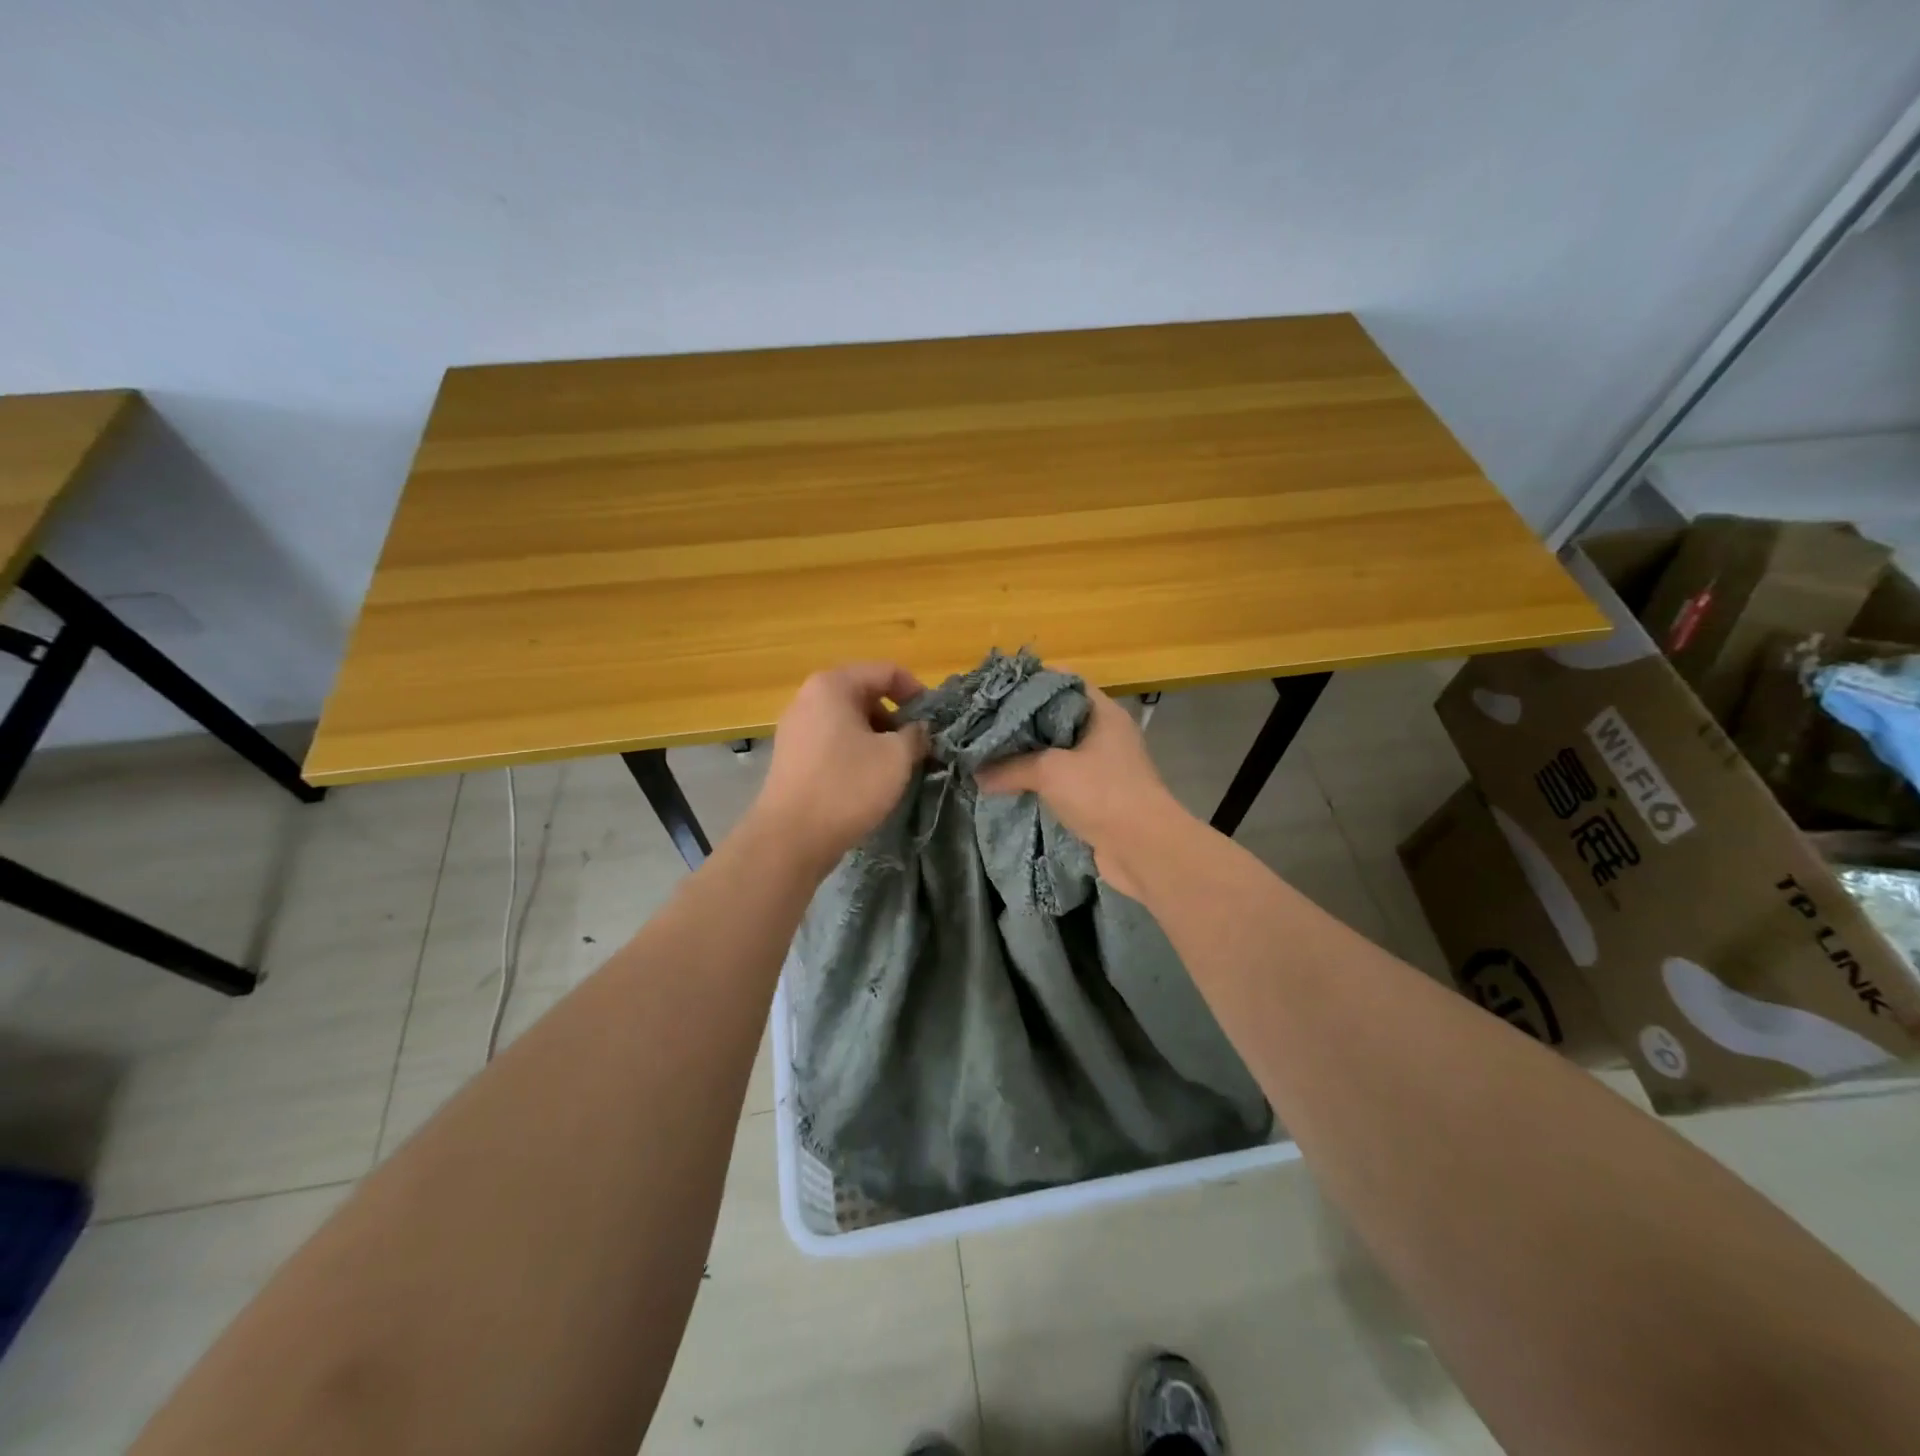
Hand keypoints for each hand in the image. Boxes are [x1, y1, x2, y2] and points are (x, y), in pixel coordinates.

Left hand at [749, 662, 929, 872]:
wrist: (791, 838)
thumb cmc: (847, 787)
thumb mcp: (896, 757)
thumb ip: (916, 734)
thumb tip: (919, 729)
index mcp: (833, 685)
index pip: (887, 671)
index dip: (917, 692)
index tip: (934, 721)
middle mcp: (809, 697)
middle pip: (866, 693)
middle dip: (896, 717)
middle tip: (918, 746)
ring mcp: (796, 727)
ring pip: (850, 720)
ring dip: (878, 737)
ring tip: (897, 766)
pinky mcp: (792, 755)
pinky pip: (833, 741)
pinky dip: (856, 751)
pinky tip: (869, 779)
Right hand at [975, 683, 1189, 897]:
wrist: (1143, 849)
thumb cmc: (1101, 793)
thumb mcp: (1050, 772)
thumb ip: (1010, 767)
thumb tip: (976, 774)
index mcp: (1102, 712)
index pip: (1062, 681)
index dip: (1029, 682)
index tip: (995, 690)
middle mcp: (1104, 733)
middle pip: (1055, 717)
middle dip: (1021, 723)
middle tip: (984, 723)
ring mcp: (1102, 765)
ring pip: (1056, 751)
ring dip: (1027, 756)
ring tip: (989, 753)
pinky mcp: (1096, 795)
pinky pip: (1060, 779)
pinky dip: (1037, 781)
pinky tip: (1008, 784)